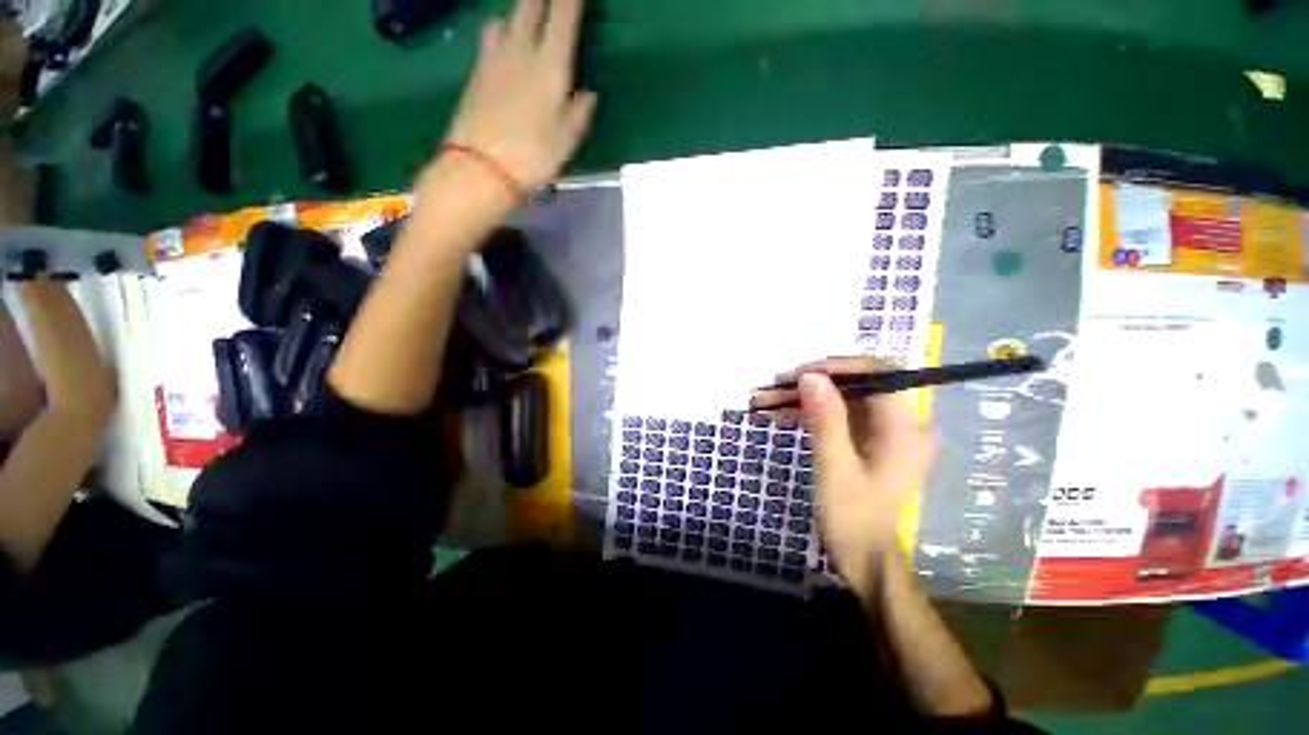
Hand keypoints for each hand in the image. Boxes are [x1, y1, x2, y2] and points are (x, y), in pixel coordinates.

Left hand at [444, 0, 597, 190]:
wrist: (481, 168)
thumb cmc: (533, 156)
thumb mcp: (568, 140)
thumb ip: (581, 112)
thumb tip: (589, 94)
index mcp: (549, 64)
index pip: (563, 15)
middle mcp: (520, 49)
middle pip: (530, 4)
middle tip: (554, 1)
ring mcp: (494, 57)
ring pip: (506, 16)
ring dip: (520, 10)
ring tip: (528, 17)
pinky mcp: (476, 70)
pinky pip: (491, 35)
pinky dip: (502, 27)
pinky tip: (506, 40)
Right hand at [754, 358, 936, 597]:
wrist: (864, 558)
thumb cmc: (853, 517)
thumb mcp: (835, 467)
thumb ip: (826, 419)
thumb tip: (811, 376)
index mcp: (905, 428)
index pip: (877, 374)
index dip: (837, 367)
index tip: (798, 374)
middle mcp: (901, 423)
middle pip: (855, 384)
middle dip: (812, 383)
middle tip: (774, 387)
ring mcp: (883, 431)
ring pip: (842, 398)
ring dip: (804, 398)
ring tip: (766, 402)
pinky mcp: (867, 440)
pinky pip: (838, 415)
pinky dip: (810, 413)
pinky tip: (780, 416)